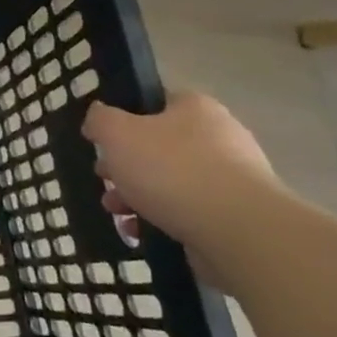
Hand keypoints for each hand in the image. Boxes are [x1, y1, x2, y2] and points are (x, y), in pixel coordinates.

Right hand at [81, 93, 281, 284]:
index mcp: (196, 109)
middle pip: (158, 147)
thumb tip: (99, 116)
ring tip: (119, 214)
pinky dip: (160, 220)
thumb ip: (100, 120)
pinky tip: (141, 232)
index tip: (104, 143)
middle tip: (105, 181)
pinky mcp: (236, 215)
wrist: (238, 230)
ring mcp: (232, 178)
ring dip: (137, 196)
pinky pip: (188, 212)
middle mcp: (220, 138)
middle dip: (126, 167)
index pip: (156, 103)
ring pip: (170, 182)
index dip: (124, 120)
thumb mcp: (117, 134)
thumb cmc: (171, 170)